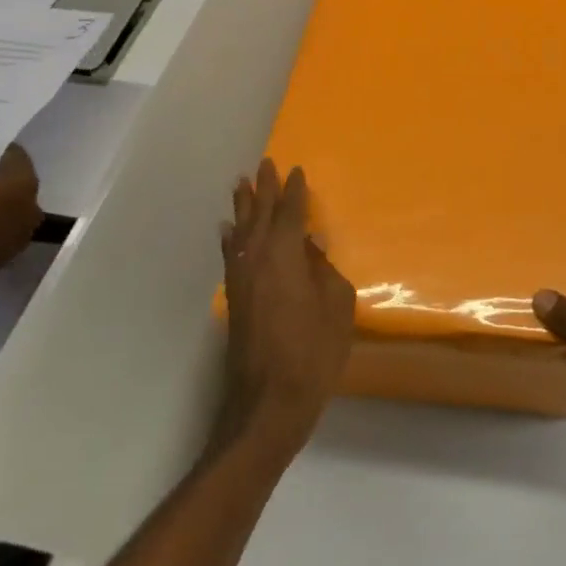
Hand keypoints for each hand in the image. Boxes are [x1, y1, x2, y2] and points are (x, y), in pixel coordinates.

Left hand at [217, 159, 355, 457]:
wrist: (269, 401)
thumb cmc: (313, 351)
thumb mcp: (336, 306)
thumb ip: (324, 270)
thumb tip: (312, 247)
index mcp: (284, 256)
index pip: (290, 214)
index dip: (294, 191)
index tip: (296, 170)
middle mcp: (256, 259)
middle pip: (259, 216)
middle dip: (263, 189)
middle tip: (264, 164)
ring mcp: (240, 280)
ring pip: (240, 232)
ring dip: (244, 207)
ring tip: (242, 184)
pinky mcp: (235, 299)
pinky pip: (231, 254)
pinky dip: (230, 237)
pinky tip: (228, 230)